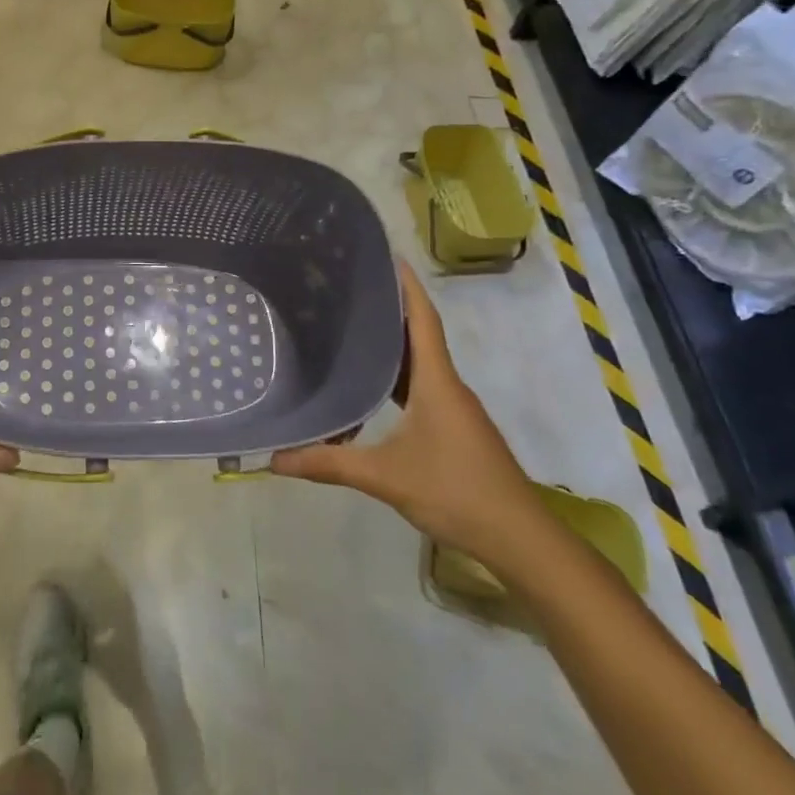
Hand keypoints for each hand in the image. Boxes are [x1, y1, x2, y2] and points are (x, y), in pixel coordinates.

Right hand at [271, 260, 540, 564]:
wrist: (520, 539)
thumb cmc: (456, 491)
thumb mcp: (386, 477)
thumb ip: (329, 464)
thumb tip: (274, 458)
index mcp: (437, 382)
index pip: (423, 320)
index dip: (407, 286)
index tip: (388, 256)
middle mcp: (448, 386)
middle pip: (420, 336)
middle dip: (391, 309)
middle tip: (351, 288)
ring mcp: (454, 409)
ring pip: (421, 364)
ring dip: (394, 344)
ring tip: (354, 327)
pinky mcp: (455, 429)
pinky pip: (422, 388)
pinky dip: (399, 376)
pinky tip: (374, 386)